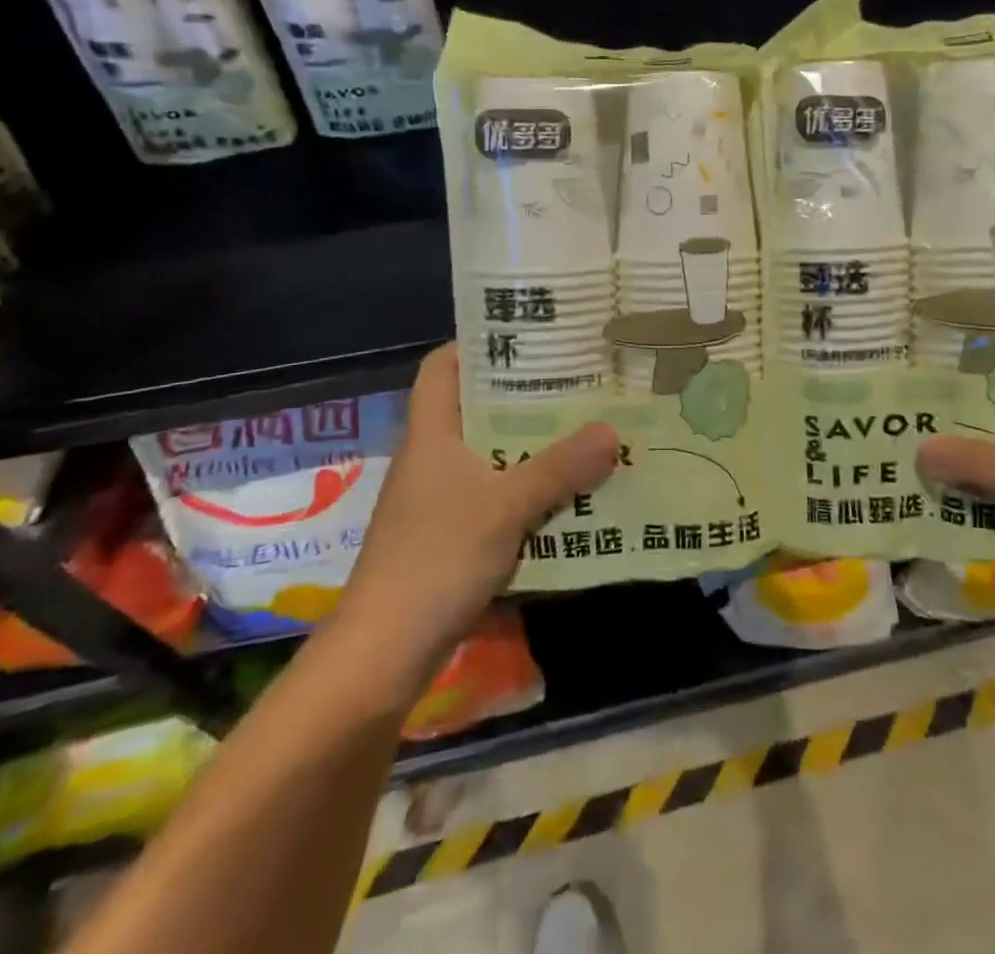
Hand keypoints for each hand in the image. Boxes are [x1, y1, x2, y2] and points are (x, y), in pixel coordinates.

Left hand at [337, 344, 619, 664]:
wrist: (383, 655)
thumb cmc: (436, 559)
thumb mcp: (506, 507)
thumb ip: (560, 468)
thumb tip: (612, 431)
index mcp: (432, 434)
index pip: (443, 367)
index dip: (479, 345)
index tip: (531, 338)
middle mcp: (434, 459)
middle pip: (478, 409)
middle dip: (528, 398)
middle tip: (581, 383)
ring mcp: (440, 501)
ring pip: (493, 456)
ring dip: (536, 448)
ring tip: (588, 432)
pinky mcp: (452, 537)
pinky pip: (498, 498)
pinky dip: (530, 492)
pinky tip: (570, 496)